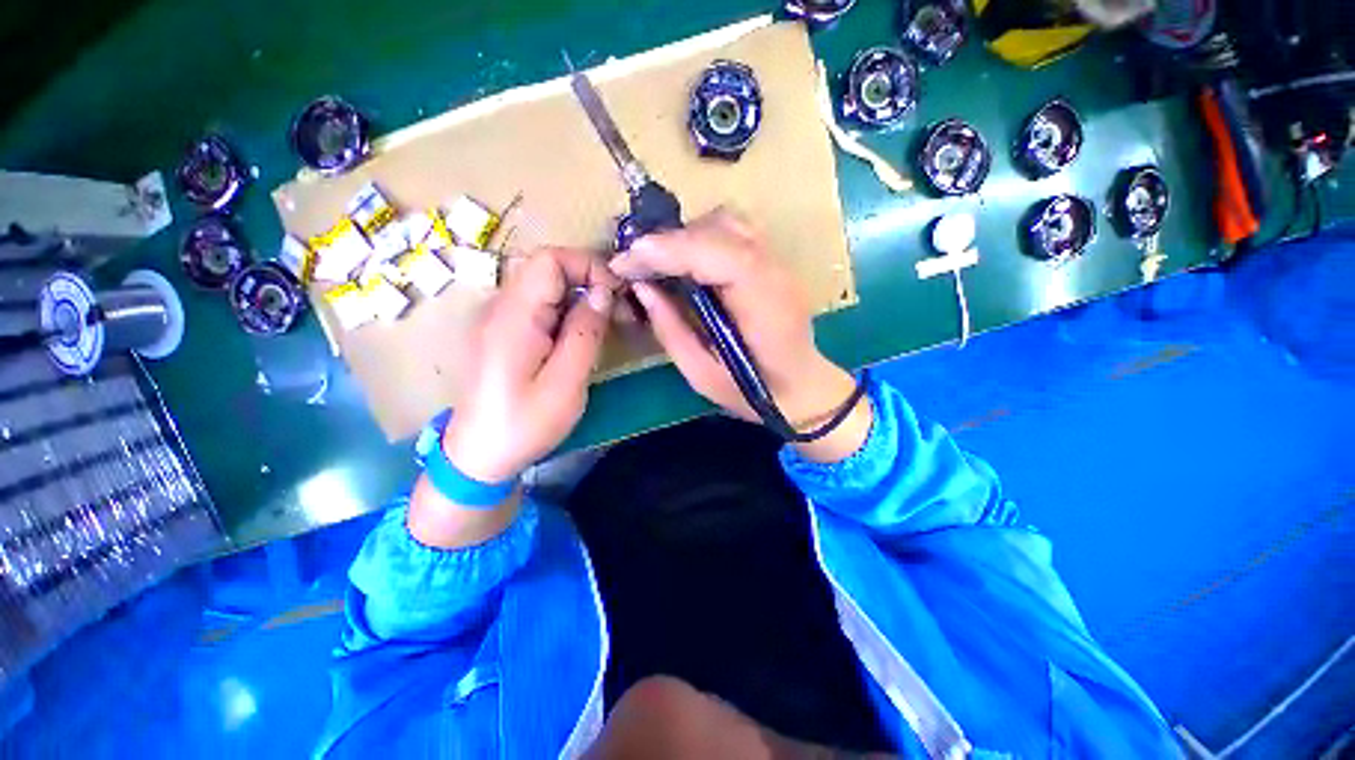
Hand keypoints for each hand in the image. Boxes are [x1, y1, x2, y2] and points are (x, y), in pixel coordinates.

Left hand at [442, 247, 617, 483]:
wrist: (478, 455)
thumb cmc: (524, 425)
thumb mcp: (565, 384)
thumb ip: (585, 333)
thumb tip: (604, 292)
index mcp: (514, 317)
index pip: (549, 259)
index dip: (588, 266)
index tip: (617, 295)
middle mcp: (501, 307)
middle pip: (547, 268)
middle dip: (589, 281)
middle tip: (618, 312)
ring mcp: (500, 319)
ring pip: (545, 286)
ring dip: (580, 296)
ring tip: (606, 325)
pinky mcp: (505, 332)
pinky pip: (539, 306)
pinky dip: (567, 311)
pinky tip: (581, 336)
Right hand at [610, 210, 870, 461]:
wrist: (802, 387)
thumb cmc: (753, 391)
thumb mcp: (702, 374)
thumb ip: (671, 330)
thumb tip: (642, 288)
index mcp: (763, 304)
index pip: (718, 255)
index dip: (669, 250)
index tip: (626, 262)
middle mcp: (774, 272)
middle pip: (720, 228)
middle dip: (669, 242)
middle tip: (635, 265)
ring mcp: (777, 261)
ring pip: (727, 221)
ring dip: (686, 235)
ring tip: (659, 262)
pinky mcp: (771, 261)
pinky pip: (734, 230)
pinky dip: (702, 236)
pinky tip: (686, 261)